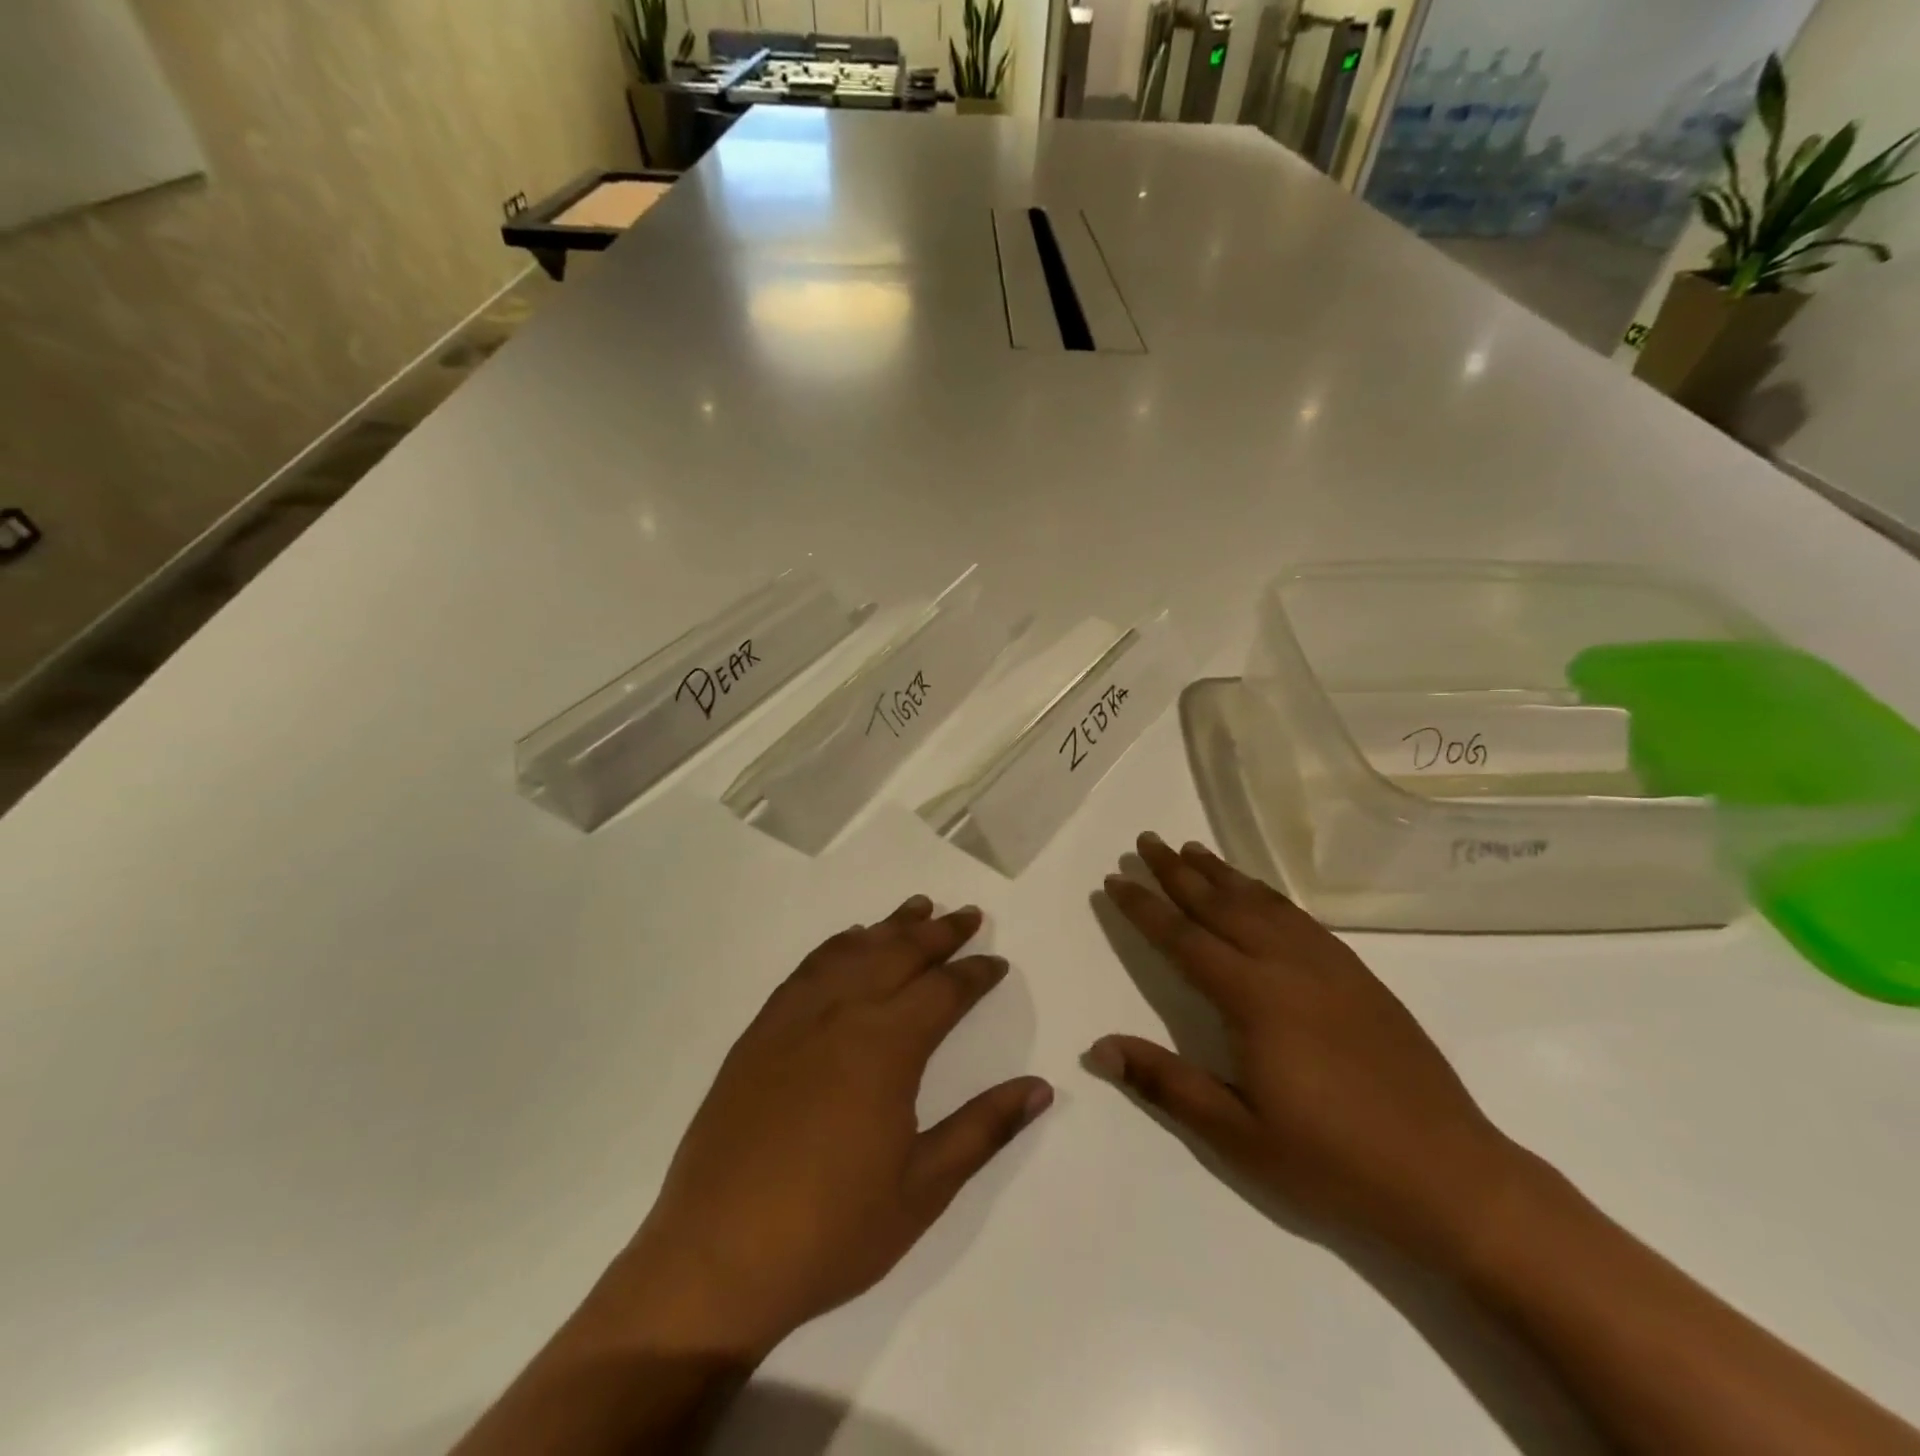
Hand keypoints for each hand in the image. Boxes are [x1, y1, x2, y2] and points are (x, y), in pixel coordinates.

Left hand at [593, 897, 1052, 1359]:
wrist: (716, 1257)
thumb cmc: (832, 1230)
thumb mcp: (923, 1190)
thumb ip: (983, 1129)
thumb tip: (1040, 1087)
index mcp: (886, 1048)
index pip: (944, 990)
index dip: (976, 973)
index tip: (997, 962)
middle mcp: (842, 1014)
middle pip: (900, 953)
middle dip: (940, 932)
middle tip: (967, 914)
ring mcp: (795, 1018)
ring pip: (853, 951)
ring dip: (890, 926)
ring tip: (918, 907)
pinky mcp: (760, 1032)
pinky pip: (807, 969)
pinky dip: (837, 945)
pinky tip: (849, 941)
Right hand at [1090, 833, 1527, 1268]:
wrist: (1451, 1177)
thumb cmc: (1333, 1162)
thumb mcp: (1238, 1136)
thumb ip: (1165, 1083)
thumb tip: (1097, 1048)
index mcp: (1254, 998)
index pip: (1183, 939)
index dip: (1144, 908)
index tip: (1115, 879)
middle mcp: (1288, 966)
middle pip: (1221, 905)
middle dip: (1178, 871)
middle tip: (1146, 840)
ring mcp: (1329, 966)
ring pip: (1262, 902)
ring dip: (1222, 873)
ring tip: (1192, 848)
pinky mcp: (1359, 976)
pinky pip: (1300, 917)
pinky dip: (1267, 894)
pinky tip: (1258, 892)